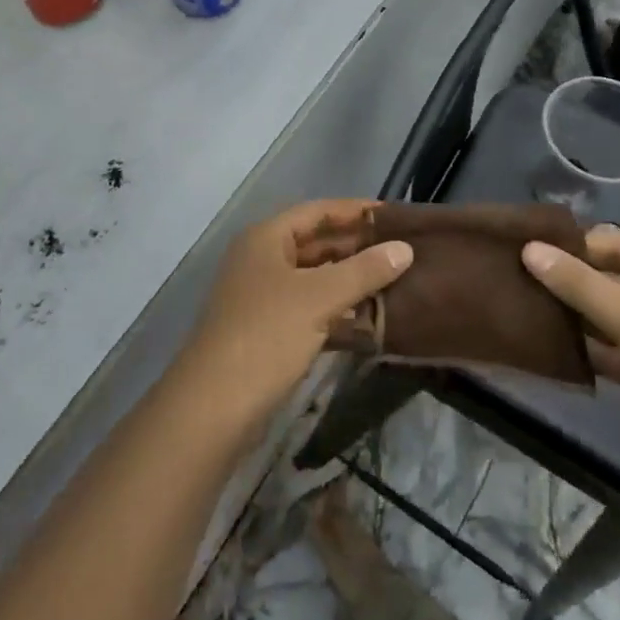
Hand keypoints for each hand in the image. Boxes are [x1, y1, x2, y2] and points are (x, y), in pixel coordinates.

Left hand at [182, 200, 412, 425]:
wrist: (213, 408)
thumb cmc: (266, 336)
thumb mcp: (319, 298)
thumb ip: (364, 271)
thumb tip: (405, 249)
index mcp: (266, 239)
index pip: (318, 211)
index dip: (356, 211)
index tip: (396, 216)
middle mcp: (262, 261)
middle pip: (317, 244)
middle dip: (358, 248)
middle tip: (404, 252)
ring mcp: (263, 298)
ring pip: (316, 280)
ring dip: (352, 282)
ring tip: (398, 284)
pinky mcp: (269, 333)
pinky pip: (312, 311)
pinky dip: (339, 314)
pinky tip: (373, 323)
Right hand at [522, 227, 619, 496]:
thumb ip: (579, 284)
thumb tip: (529, 248)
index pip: (619, 243)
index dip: (575, 246)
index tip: (526, 251)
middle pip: (615, 279)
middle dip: (572, 282)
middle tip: (518, 281)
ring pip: (614, 316)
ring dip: (577, 316)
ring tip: (525, 310)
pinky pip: (618, 350)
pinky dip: (591, 349)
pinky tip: (553, 348)